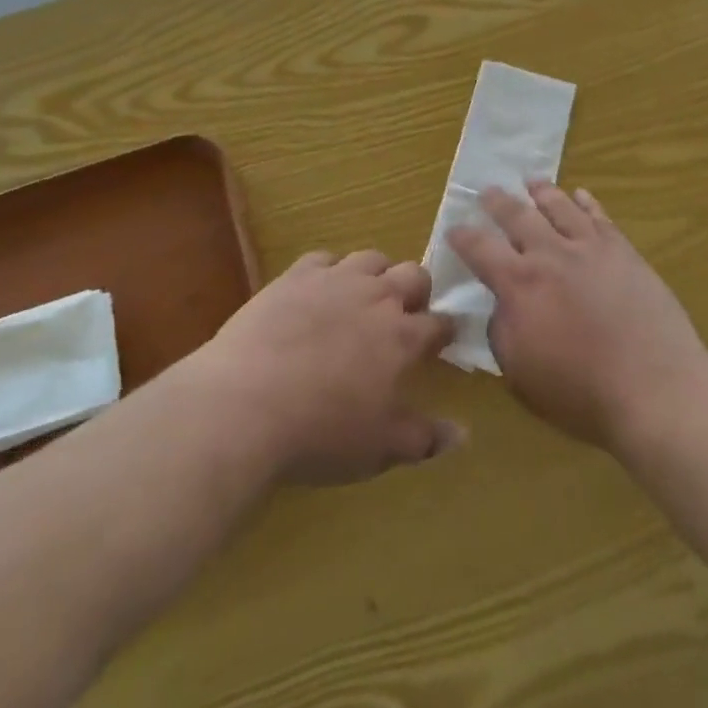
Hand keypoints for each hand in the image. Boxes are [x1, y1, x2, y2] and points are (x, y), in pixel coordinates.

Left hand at [195, 249, 461, 484]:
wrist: (244, 404)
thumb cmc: (319, 433)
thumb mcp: (378, 449)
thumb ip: (424, 439)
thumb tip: (463, 434)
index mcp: (402, 337)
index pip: (439, 323)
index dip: (445, 330)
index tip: (442, 340)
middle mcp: (375, 297)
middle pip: (413, 274)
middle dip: (417, 290)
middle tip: (405, 314)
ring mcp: (334, 280)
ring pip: (371, 258)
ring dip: (377, 273)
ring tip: (365, 297)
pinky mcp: (294, 276)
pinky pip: (323, 258)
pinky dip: (329, 270)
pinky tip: (319, 291)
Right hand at [446, 183, 707, 450]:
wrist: (654, 388)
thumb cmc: (580, 392)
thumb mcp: (519, 372)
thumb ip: (502, 330)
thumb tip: (501, 305)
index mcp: (518, 284)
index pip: (479, 248)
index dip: (462, 236)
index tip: (454, 228)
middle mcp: (550, 254)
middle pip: (516, 215)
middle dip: (497, 202)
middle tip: (487, 192)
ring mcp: (590, 248)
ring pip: (559, 206)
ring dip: (541, 191)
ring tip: (532, 182)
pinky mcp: (623, 251)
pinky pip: (599, 216)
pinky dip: (586, 202)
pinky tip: (581, 195)